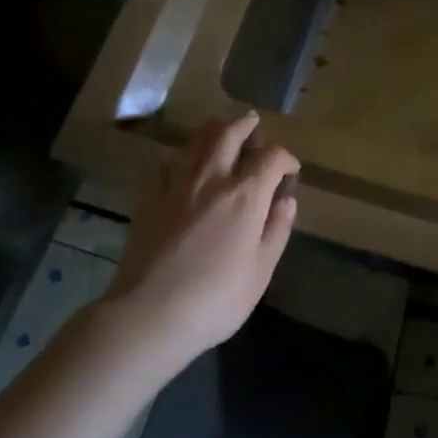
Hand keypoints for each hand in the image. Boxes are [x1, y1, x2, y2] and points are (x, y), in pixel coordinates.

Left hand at [107, 111, 299, 363]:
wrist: (150, 314)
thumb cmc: (216, 299)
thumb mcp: (261, 271)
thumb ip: (276, 230)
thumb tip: (286, 200)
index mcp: (245, 196)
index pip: (272, 157)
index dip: (286, 159)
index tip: (291, 171)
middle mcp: (211, 179)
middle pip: (229, 134)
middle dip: (246, 125)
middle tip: (254, 124)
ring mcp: (175, 185)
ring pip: (195, 141)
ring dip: (213, 131)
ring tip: (220, 133)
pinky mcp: (147, 198)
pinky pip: (162, 163)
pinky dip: (177, 157)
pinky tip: (179, 166)